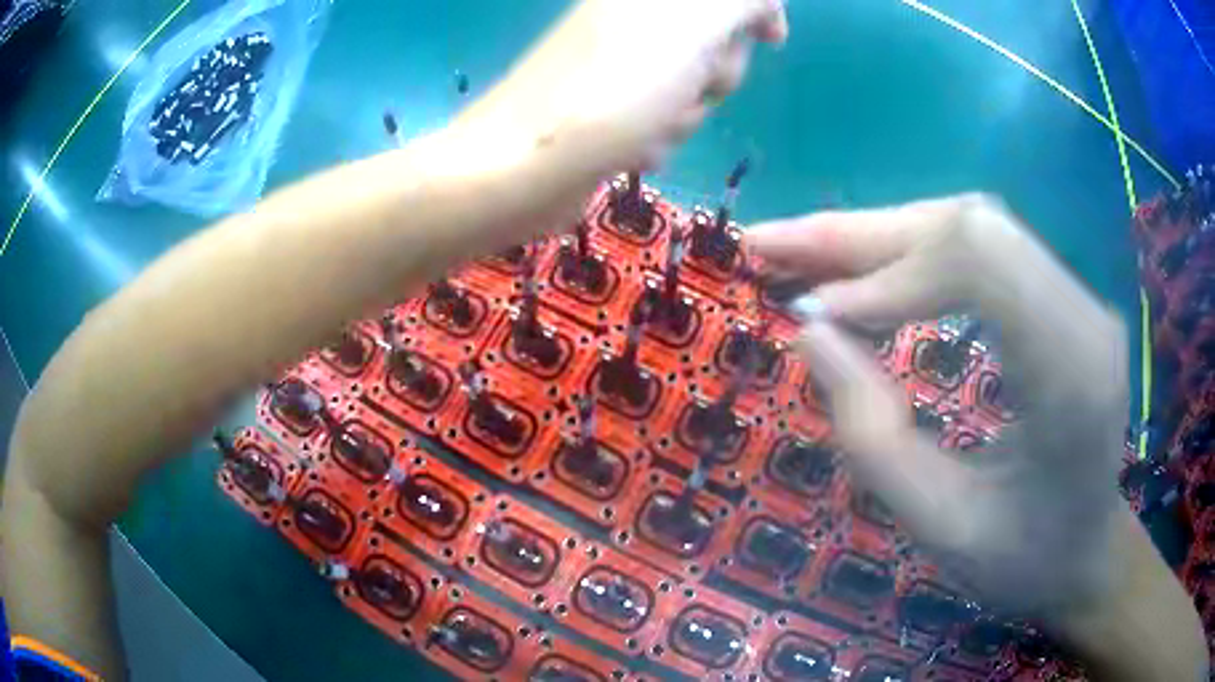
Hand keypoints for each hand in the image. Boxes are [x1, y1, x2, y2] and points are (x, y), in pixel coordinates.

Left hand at [463, 0, 786, 171]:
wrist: (528, 164)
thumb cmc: (617, 86)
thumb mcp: (696, 24)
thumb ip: (743, 0)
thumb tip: (764, 7)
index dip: (757, 10)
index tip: (771, 40)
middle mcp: (633, 20)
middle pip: (715, 41)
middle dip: (717, 71)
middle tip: (691, 82)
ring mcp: (618, 64)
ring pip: (693, 85)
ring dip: (686, 111)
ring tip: (651, 124)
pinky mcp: (609, 108)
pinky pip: (663, 117)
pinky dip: (659, 136)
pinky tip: (633, 148)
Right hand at [748, 195, 1131, 613]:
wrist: (1087, 553)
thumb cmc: (1022, 560)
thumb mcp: (939, 525)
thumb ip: (871, 435)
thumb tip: (808, 332)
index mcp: (1069, 372)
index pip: (977, 261)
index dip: (886, 273)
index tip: (814, 312)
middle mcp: (1083, 312)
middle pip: (968, 225)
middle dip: (862, 234)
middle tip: (769, 245)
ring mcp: (1077, 296)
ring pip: (970, 226)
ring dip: (881, 238)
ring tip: (804, 256)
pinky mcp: (1062, 297)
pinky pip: (982, 250)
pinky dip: (913, 254)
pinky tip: (869, 276)